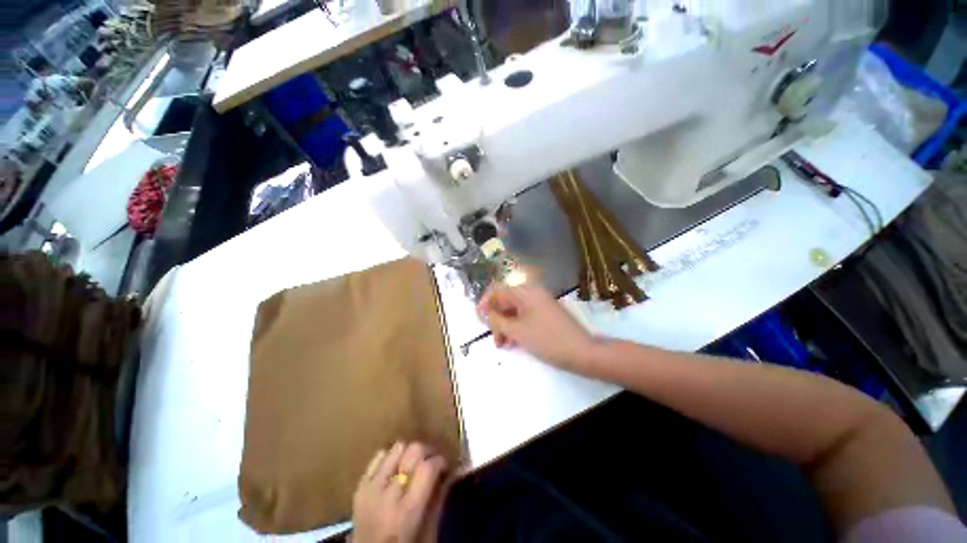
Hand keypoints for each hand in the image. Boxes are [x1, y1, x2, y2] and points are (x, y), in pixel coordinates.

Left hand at [352, 442, 449, 542]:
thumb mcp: (428, 534)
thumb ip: (439, 500)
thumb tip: (453, 471)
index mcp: (406, 513)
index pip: (427, 468)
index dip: (441, 461)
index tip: (446, 466)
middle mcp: (386, 496)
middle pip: (413, 451)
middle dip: (427, 452)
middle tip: (432, 463)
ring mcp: (369, 489)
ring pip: (397, 447)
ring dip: (409, 453)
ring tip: (413, 466)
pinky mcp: (359, 486)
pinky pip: (379, 456)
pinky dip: (391, 458)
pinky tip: (396, 470)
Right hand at [477, 282, 596, 370]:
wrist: (581, 352)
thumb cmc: (547, 339)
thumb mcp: (517, 331)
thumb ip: (497, 320)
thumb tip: (486, 313)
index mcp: (525, 291)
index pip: (497, 290)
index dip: (485, 302)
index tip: (479, 318)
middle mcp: (532, 293)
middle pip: (506, 301)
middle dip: (497, 319)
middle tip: (495, 339)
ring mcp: (540, 303)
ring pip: (515, 311)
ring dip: (506, 325)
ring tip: (504, 344)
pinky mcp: (545, 313)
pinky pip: (525, 316)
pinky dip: (517, 327)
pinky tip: (515, 341)